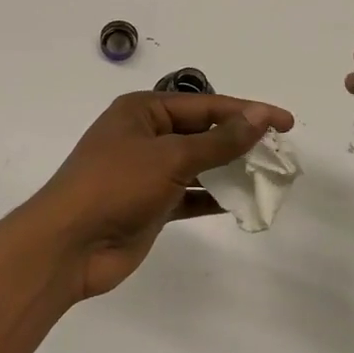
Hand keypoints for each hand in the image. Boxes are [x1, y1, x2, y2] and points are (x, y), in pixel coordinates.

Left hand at [28, 92, 293, 299]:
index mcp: (144, 111)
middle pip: (204, 133)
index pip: (207, 105)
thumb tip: (261, 117)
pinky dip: (214, 198)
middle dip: (240, 142)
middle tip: (280, 153)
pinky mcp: (151, 205)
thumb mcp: (171, 157)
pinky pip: (191, 195)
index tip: (286, 122)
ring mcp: (148, 172)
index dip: (248, 112)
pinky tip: (241, 203)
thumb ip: (219, 140)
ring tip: (268, 177)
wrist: (68, 247)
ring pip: (199, 165)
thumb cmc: (115, 185)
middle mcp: (146, 136)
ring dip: (230, 170)